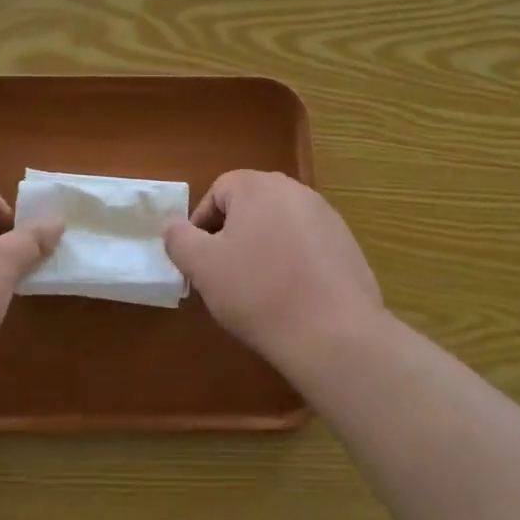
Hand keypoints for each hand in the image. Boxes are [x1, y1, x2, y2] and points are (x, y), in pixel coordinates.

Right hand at [164, 170, 384, 363]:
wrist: (333, 333)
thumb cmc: (258, 292)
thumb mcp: (202, 267)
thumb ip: (178, 238)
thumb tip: (173, 224)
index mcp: (258, 186)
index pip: (217, 192)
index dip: (201, 225)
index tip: (200, 261)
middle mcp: (295, 191)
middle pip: (250, 206)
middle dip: (232, 236)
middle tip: (224, 275)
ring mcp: (327, 216)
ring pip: (278, 226)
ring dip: (262, 249)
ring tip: (258, 289)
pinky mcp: (347, 244)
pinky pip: (306, 245)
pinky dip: (292, 263)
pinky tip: (291, 296)